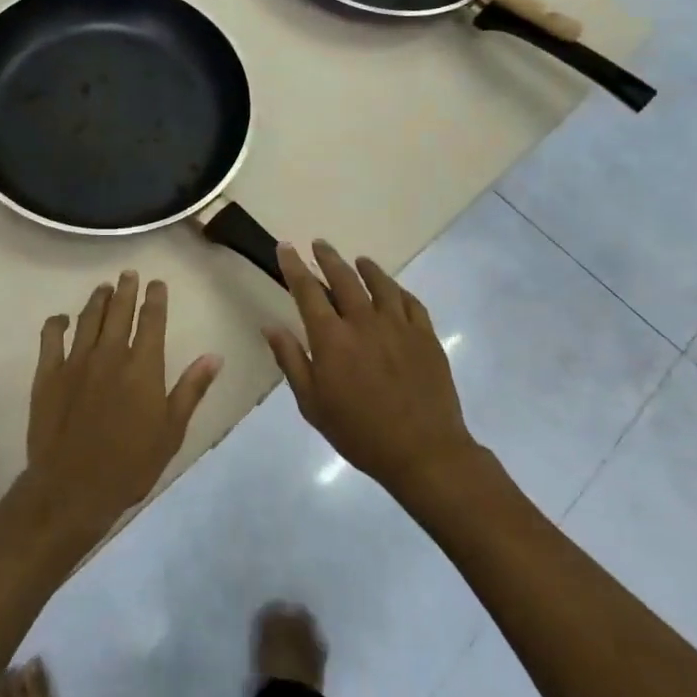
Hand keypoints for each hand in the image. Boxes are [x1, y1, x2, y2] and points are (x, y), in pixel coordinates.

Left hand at [24, 271, 220, 543]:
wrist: (73, 488)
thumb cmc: (130, 464)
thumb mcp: (171, 431)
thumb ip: (191, 389)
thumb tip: (213, 356)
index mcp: (143, 366)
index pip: (152, 320)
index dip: (155, 298)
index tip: (156, 282)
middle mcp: (110, 354)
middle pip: (119, 311)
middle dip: (126, 290)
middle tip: (128, 274)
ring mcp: (76, 361)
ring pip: (88, 318)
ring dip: (97, 300)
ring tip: (103, 288)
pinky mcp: (48, 374)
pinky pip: (51, 338)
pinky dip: (57, 324)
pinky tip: (61, 319)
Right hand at [263, 241, 478, 503]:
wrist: (424, 452)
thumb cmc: (360, 432)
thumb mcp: (312, 404)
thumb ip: (291, 360)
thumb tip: (271, 326)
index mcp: (332, 338)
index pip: (308, 290)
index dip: (294, 266)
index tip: (285, 247)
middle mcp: (364, 321)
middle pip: (344, 278)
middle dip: (328, 257)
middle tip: (319, 244)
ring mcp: (399, 325)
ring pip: (380, 283)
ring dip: (365, 268)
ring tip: (358, 260)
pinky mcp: (426, 335)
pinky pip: (411, 302)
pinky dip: (398, 290)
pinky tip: (393, 289)